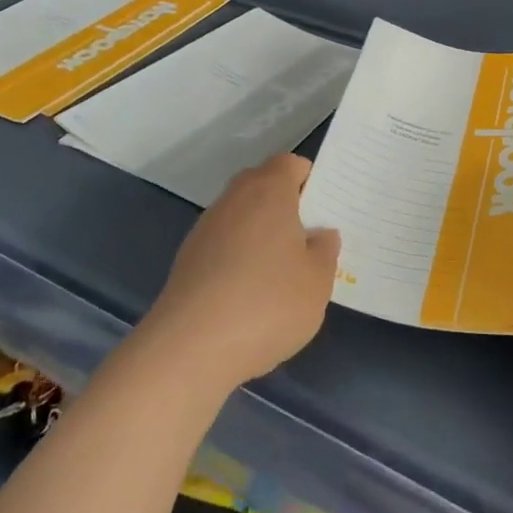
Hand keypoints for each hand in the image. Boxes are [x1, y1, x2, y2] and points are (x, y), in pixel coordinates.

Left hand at [139, 153, 340, 393]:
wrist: (190, 347)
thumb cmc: (267, 303)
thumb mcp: (318, 281)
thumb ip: (325, 250)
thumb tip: (319, 234)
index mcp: (269, 190)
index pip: (291, 164)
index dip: (309, 181)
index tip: (324, 211)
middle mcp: (235, 198)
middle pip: (264, 186)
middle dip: (285, 207)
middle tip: (308, 241)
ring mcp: (207, 227)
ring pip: (242, 216)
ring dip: (260, 235)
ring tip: (280, 273)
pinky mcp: (188, 258)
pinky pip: (224, 244)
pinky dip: (239, 258)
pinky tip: (250, 295)